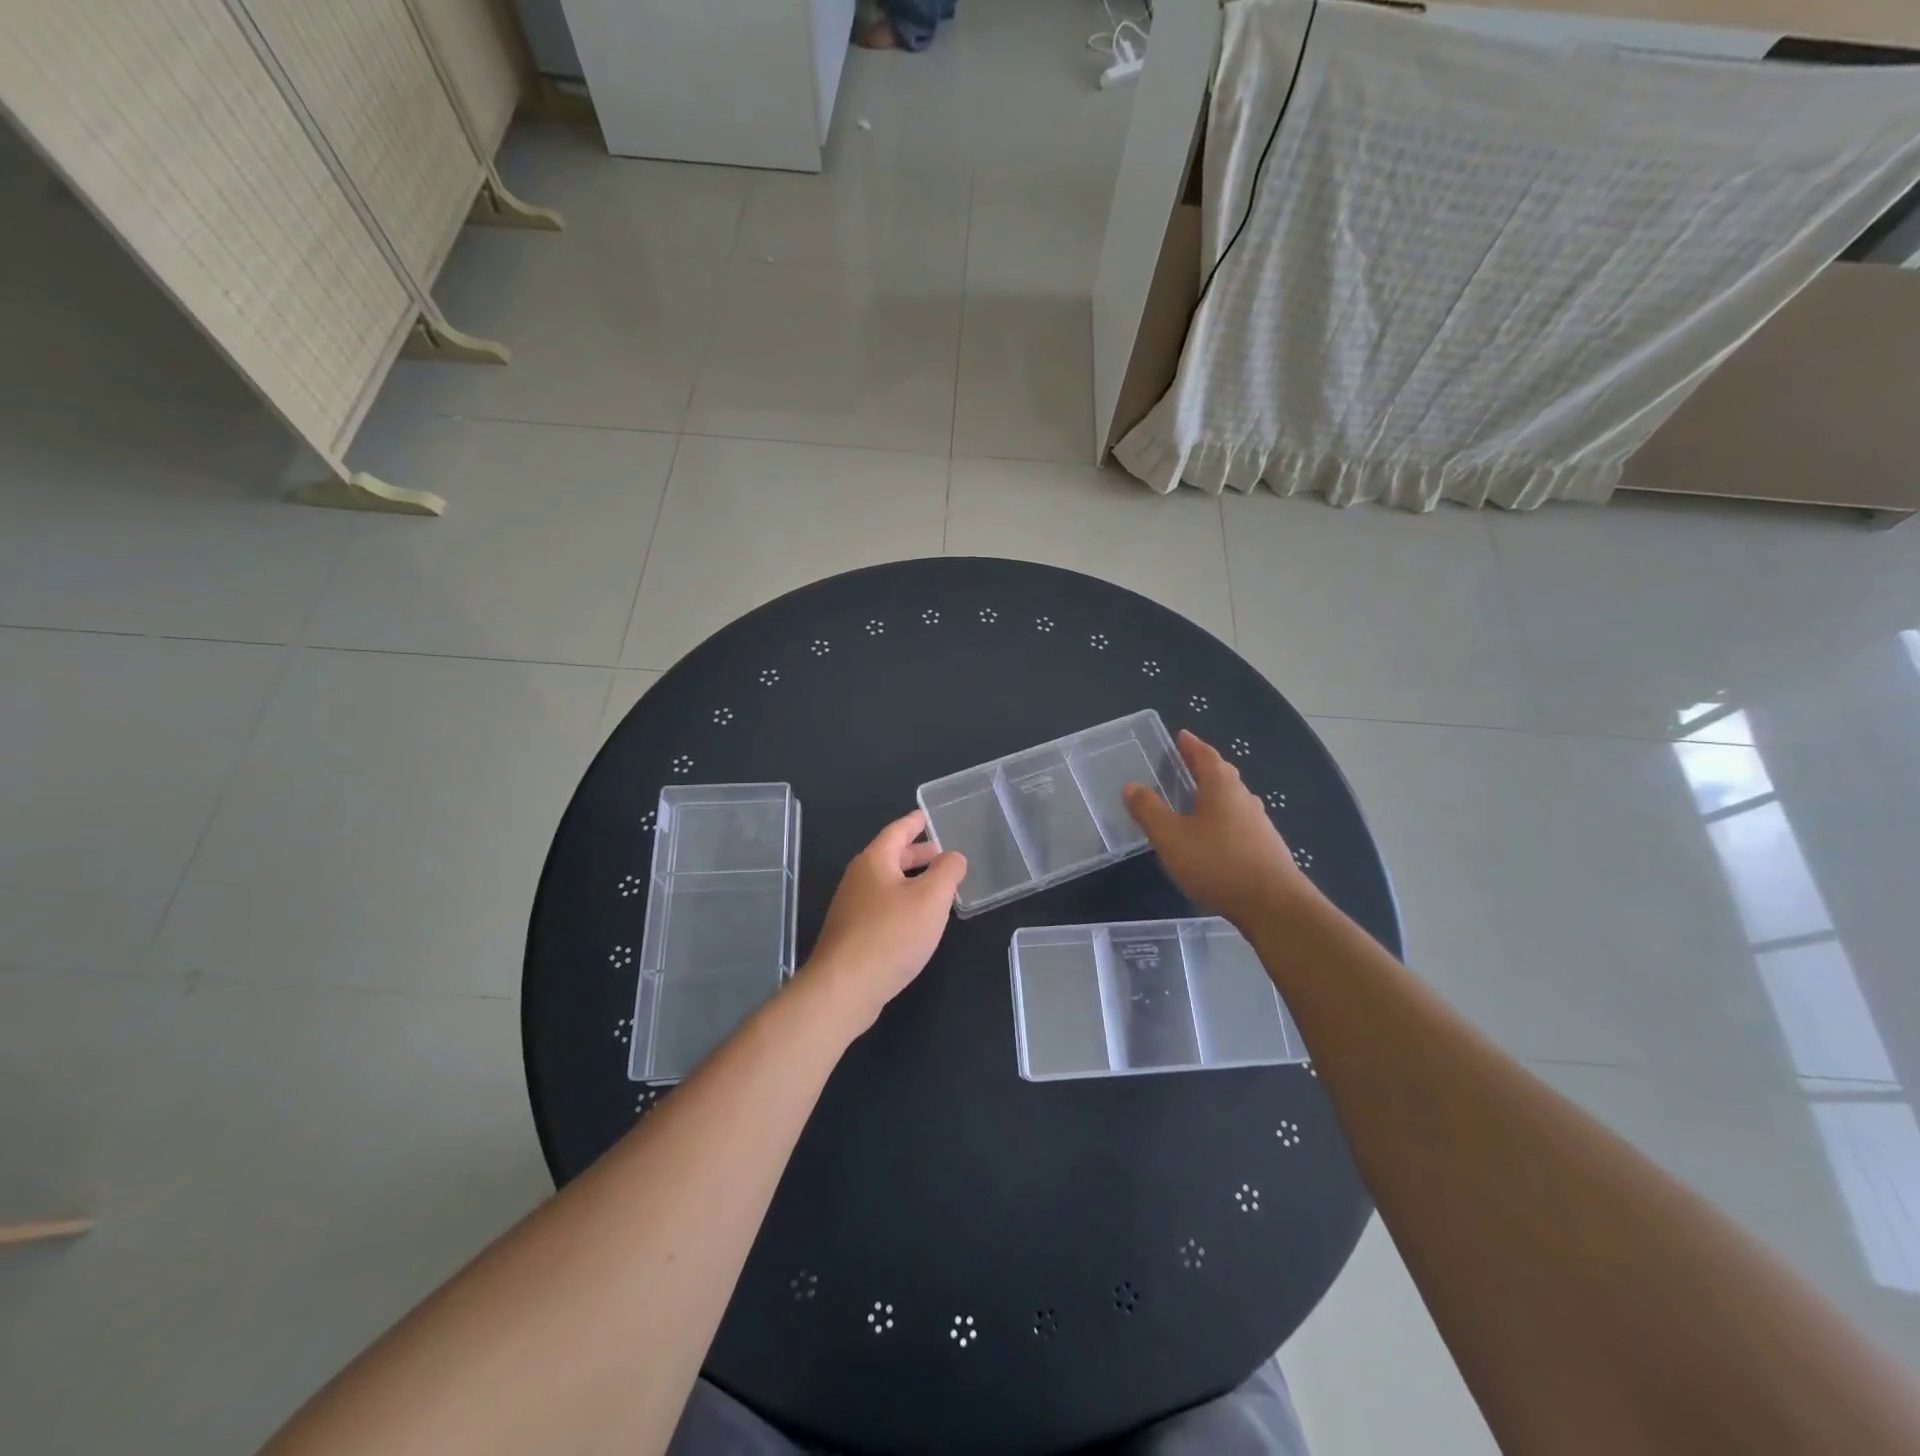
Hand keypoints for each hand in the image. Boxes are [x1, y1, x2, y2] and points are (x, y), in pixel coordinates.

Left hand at [805, 810, 966, 1028]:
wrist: (844, 988)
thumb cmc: (891, 934)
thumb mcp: (931, 898)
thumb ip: (947, 871)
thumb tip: (953, 856)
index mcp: (874, 861)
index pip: (896, 832)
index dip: (914, 822)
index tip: (926, 815)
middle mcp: (858, 879)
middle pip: (889, 857)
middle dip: (915, 854)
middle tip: (940, 853)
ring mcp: (851, 908)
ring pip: (886, 884)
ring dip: (910, 880)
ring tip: (935, 887)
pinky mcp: (851, 935)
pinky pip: (881, 907)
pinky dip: (901, 903)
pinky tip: (916, 921)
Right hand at [1123, 729, 1314, 926]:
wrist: (1273, 906)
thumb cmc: (1217, 863)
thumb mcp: (1171, 837)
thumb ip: (1149, 810)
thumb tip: (1130, 786)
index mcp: (1222, 786)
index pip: (1205, 755)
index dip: (1191, 745)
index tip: (1180, 736)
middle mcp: (1244, 798)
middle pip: (1222, 775)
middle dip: (1203, 768)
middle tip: (1183, 765)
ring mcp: (1259, 824)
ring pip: (1232, 800)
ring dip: (1213, 795)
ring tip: (1193, 801)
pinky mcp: (1265, 848)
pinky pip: (1238, 823)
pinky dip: (1222, 820)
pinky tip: (1212, 837)